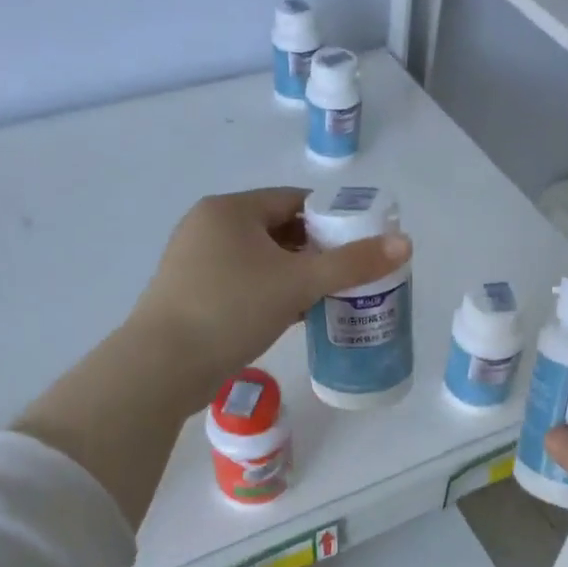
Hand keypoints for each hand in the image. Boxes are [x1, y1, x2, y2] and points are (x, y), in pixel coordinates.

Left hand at [129, 187, 410, 400]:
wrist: (162, 366)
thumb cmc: (231, 310)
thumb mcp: (298, 283)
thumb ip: (352, 264)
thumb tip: (405, 243)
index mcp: (230, 210)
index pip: (293, 199)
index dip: (332, 217)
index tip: (361, 241)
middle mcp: (209, 226)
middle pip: (278, 229)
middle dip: (316, 250)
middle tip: (351, 273)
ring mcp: (196, 261)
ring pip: (261, 259)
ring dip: (295, 274)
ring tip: (330, 296)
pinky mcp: (192, 293)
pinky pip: (244, 282)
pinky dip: (272, 292)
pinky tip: (296, 315)